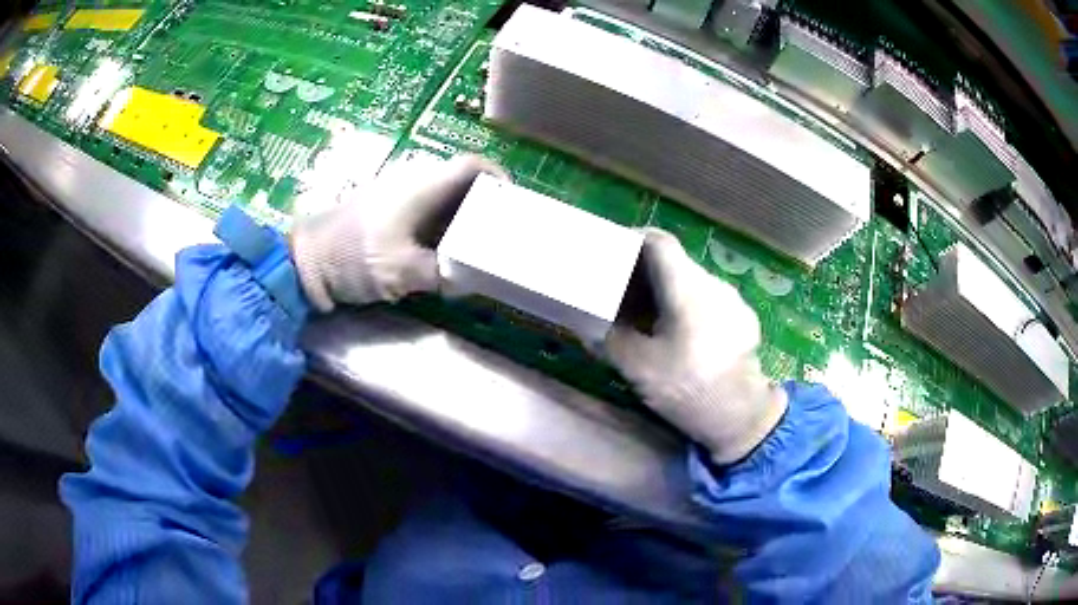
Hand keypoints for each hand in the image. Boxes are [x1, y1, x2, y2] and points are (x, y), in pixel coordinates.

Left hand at [291, 154, 505, 310]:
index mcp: (422, 185)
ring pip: (444, 195)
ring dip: (463, 215)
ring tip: (479, 243)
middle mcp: (414, 180)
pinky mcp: (387, 208)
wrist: (306, 261)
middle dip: (485, 202)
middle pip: (462, 180)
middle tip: (500, 231)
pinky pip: (426, 208)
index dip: (498, 178)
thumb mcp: (403, 272)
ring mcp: (398, 193)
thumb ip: (443, 274)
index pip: (472, 165)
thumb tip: (469, 279)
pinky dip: (443, 224)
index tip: (513, 205)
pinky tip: (446, 248)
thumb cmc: (354, 258)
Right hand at [605, 229, 786, 463]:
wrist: (740, 416)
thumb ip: (610, 339)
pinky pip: (710, 299)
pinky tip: (683, 334)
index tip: (615, 252)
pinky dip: (690, 305)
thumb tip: (590, 326)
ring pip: (693, 281)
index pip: (658, 241)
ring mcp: (733, 300)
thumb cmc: (687, 387)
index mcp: (686, 287)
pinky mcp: (743, 318)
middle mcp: (713, 284)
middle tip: (624, 294)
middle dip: (645, 272)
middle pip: (675, 262)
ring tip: (650, 317)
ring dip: (668, 291)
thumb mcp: (638, 367)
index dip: (633, 239)